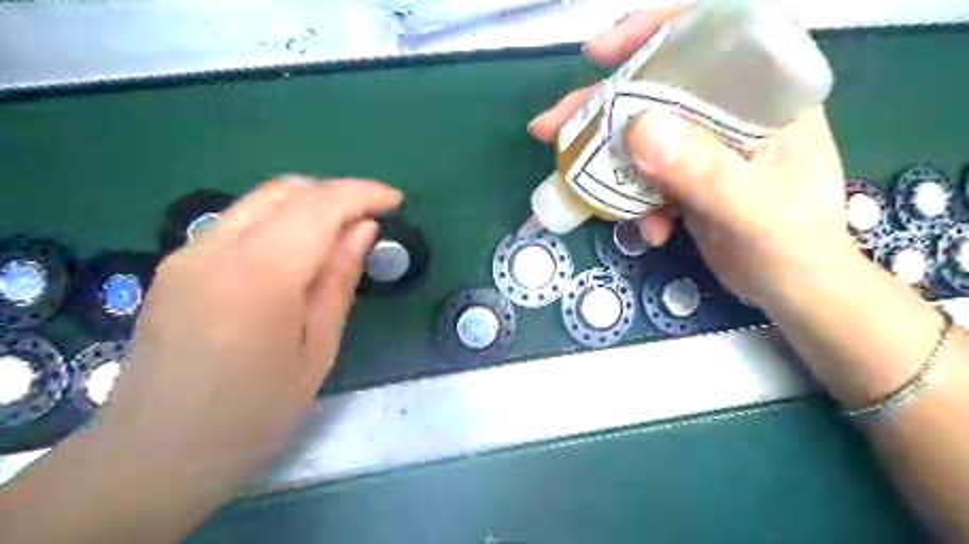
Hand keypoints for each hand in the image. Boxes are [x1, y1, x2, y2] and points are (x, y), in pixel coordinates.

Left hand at [97, 176, 401, 478]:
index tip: (396, 201)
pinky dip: (281, 220)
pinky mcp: (177, 263)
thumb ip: (339, 279)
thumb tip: (363, 229)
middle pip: (287, 190)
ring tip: (342, 231)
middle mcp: (216, 249)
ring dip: (310, 203)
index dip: (363, 193)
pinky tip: (299, 250)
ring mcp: (188, 252)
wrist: (158, 452)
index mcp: (259, 277)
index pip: (318, 206)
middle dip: (338, 192)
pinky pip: (240, 220)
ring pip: (261, 199)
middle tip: (372, 216)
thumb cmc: (255, 412)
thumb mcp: (318, 350)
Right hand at [527, 8, 849, 306]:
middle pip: (656, 91)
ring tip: (572, 182)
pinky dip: (632, 202)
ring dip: (605, 161)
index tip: (599, 53)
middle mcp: (730, 113)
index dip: (651, 34)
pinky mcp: (686, 179)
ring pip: (641, 136)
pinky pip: (644, 176)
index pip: (708, 38)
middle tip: (552, 127)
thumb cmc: (793, 246)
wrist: (792, 292)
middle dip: (601, 109)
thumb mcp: (751, 209)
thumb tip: (637, 129)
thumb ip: (702, 170)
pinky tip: (647, 231)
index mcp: (763, 96)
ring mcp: (704, 148)